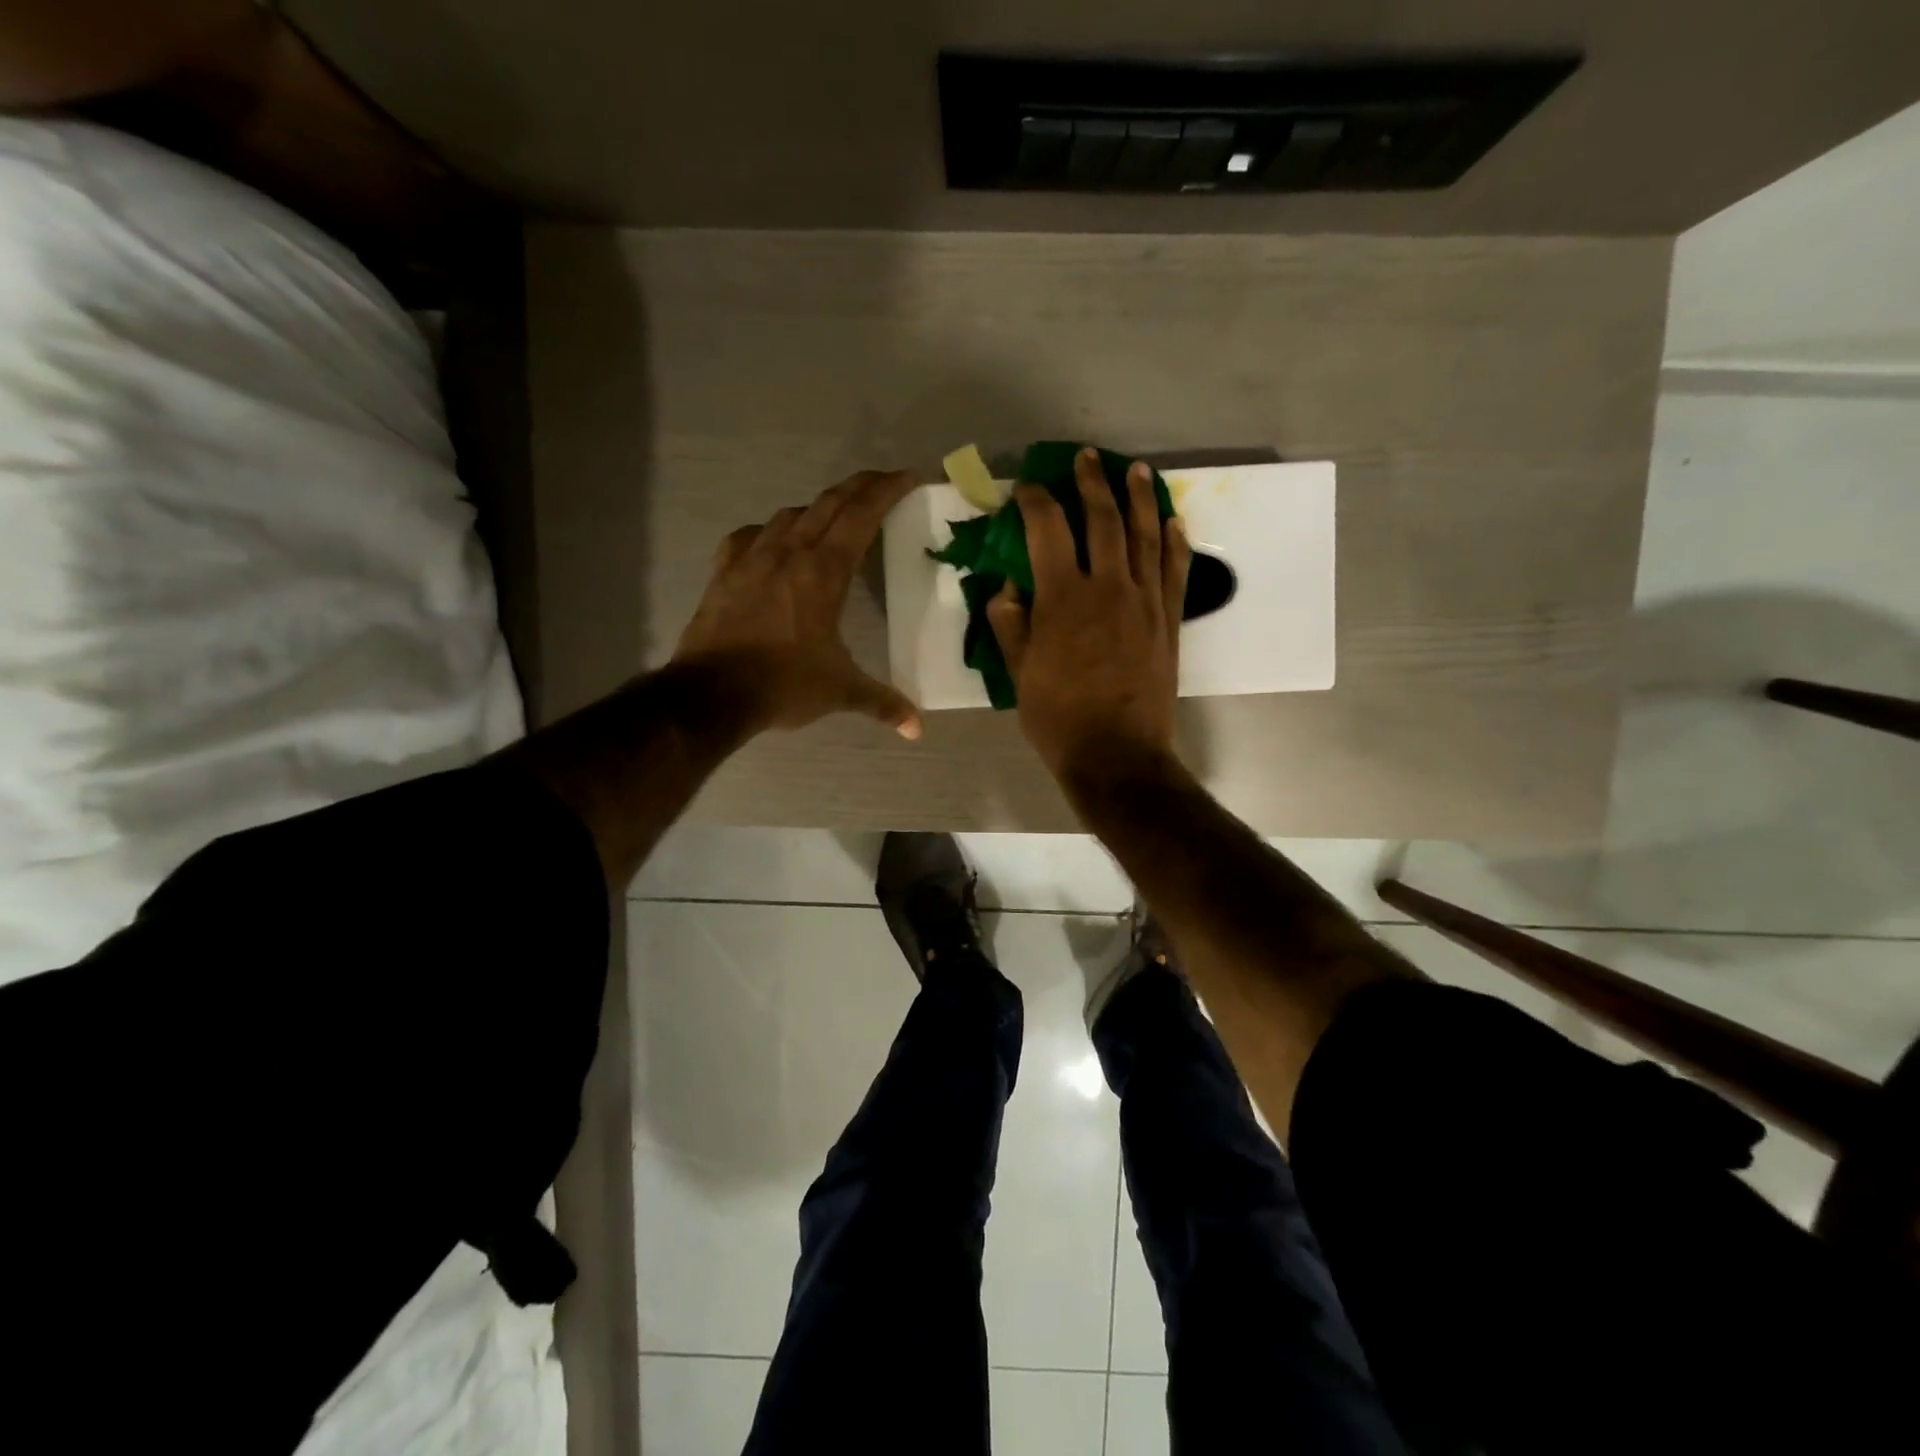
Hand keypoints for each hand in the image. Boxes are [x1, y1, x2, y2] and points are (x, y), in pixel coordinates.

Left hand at [673, 469, 922, 739]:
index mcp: (824, 572)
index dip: (887, 490)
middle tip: (882, 482)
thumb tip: (917, 728)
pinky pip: (749, 536)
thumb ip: (882, 702)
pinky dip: (769, 532)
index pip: (861, 515)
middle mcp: (789, 552)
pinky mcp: (724, 572)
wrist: (711, 694)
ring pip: (789, 514)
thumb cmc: (783, 685)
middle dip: (860, 486)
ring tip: (833, 521)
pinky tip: (773, 544)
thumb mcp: (840, 691)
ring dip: (817, 509)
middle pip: (829, 502)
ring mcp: (751, 558)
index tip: (908, 476)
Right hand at [988, 448, 1190, 784]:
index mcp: (1063, 598)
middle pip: (1103, 519)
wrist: (1117, 755)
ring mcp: (1145, 602)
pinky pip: (1174, 570)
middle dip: (1092, 483)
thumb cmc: (1058, 718)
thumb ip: (1009, 624)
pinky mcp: (1168, 621)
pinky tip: (1172, 521)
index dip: (1036, 501)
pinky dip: (1174, 541)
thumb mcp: (1018, 673)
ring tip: (1135, 471)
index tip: (1027, 488)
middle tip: (1086, 458)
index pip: (1048, 530)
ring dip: (1140, 498)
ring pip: (1145, 536)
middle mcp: (1107, 587)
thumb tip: (1006, 588)